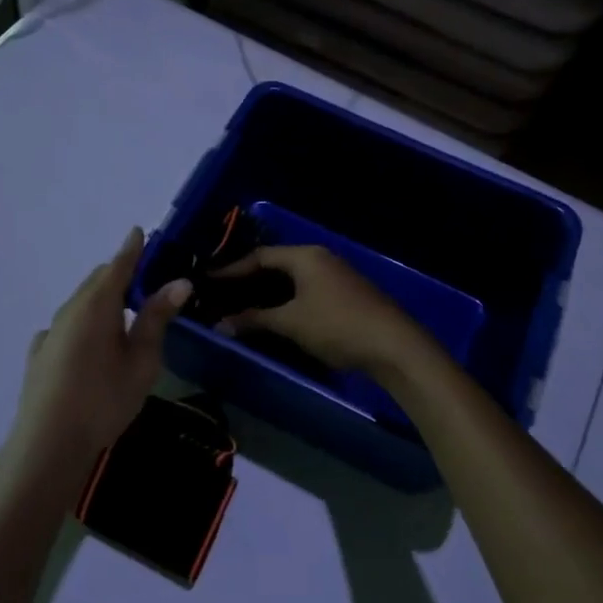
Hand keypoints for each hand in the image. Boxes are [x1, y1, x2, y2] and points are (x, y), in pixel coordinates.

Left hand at [10, 228, 191, 478]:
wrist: (48, 444)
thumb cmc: (104, 399)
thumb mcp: (142, 360)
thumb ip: (157, 318)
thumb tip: (180, 282)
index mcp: (97, 304)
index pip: (118, 265)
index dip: (132, 248)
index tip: (140, 232)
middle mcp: (70, 309)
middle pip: (97, 281)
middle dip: (120, 273)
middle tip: (145, 278)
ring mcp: (50, 332)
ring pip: (80, 303)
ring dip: (102, 299)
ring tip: (123, 311)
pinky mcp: (39, 354)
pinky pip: (66, 326)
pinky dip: (83, 322)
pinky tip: (90, 344)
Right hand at [212, 245, 435, 379]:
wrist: (393, 345)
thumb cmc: (337, 326)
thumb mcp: (291, 323)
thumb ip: (255, 320)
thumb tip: (220, 324)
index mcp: (305, 256)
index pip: (260, 256)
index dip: (232, 269)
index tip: (208, 280)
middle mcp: (320, 258)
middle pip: (276, 264)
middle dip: (249, 279)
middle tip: (222, 293)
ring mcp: (335, 275)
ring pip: (292, 278)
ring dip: (268, 292)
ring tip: (242, 306)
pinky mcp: (345, 294)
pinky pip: (306, 289)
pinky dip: (286, 299)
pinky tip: (275, 315)